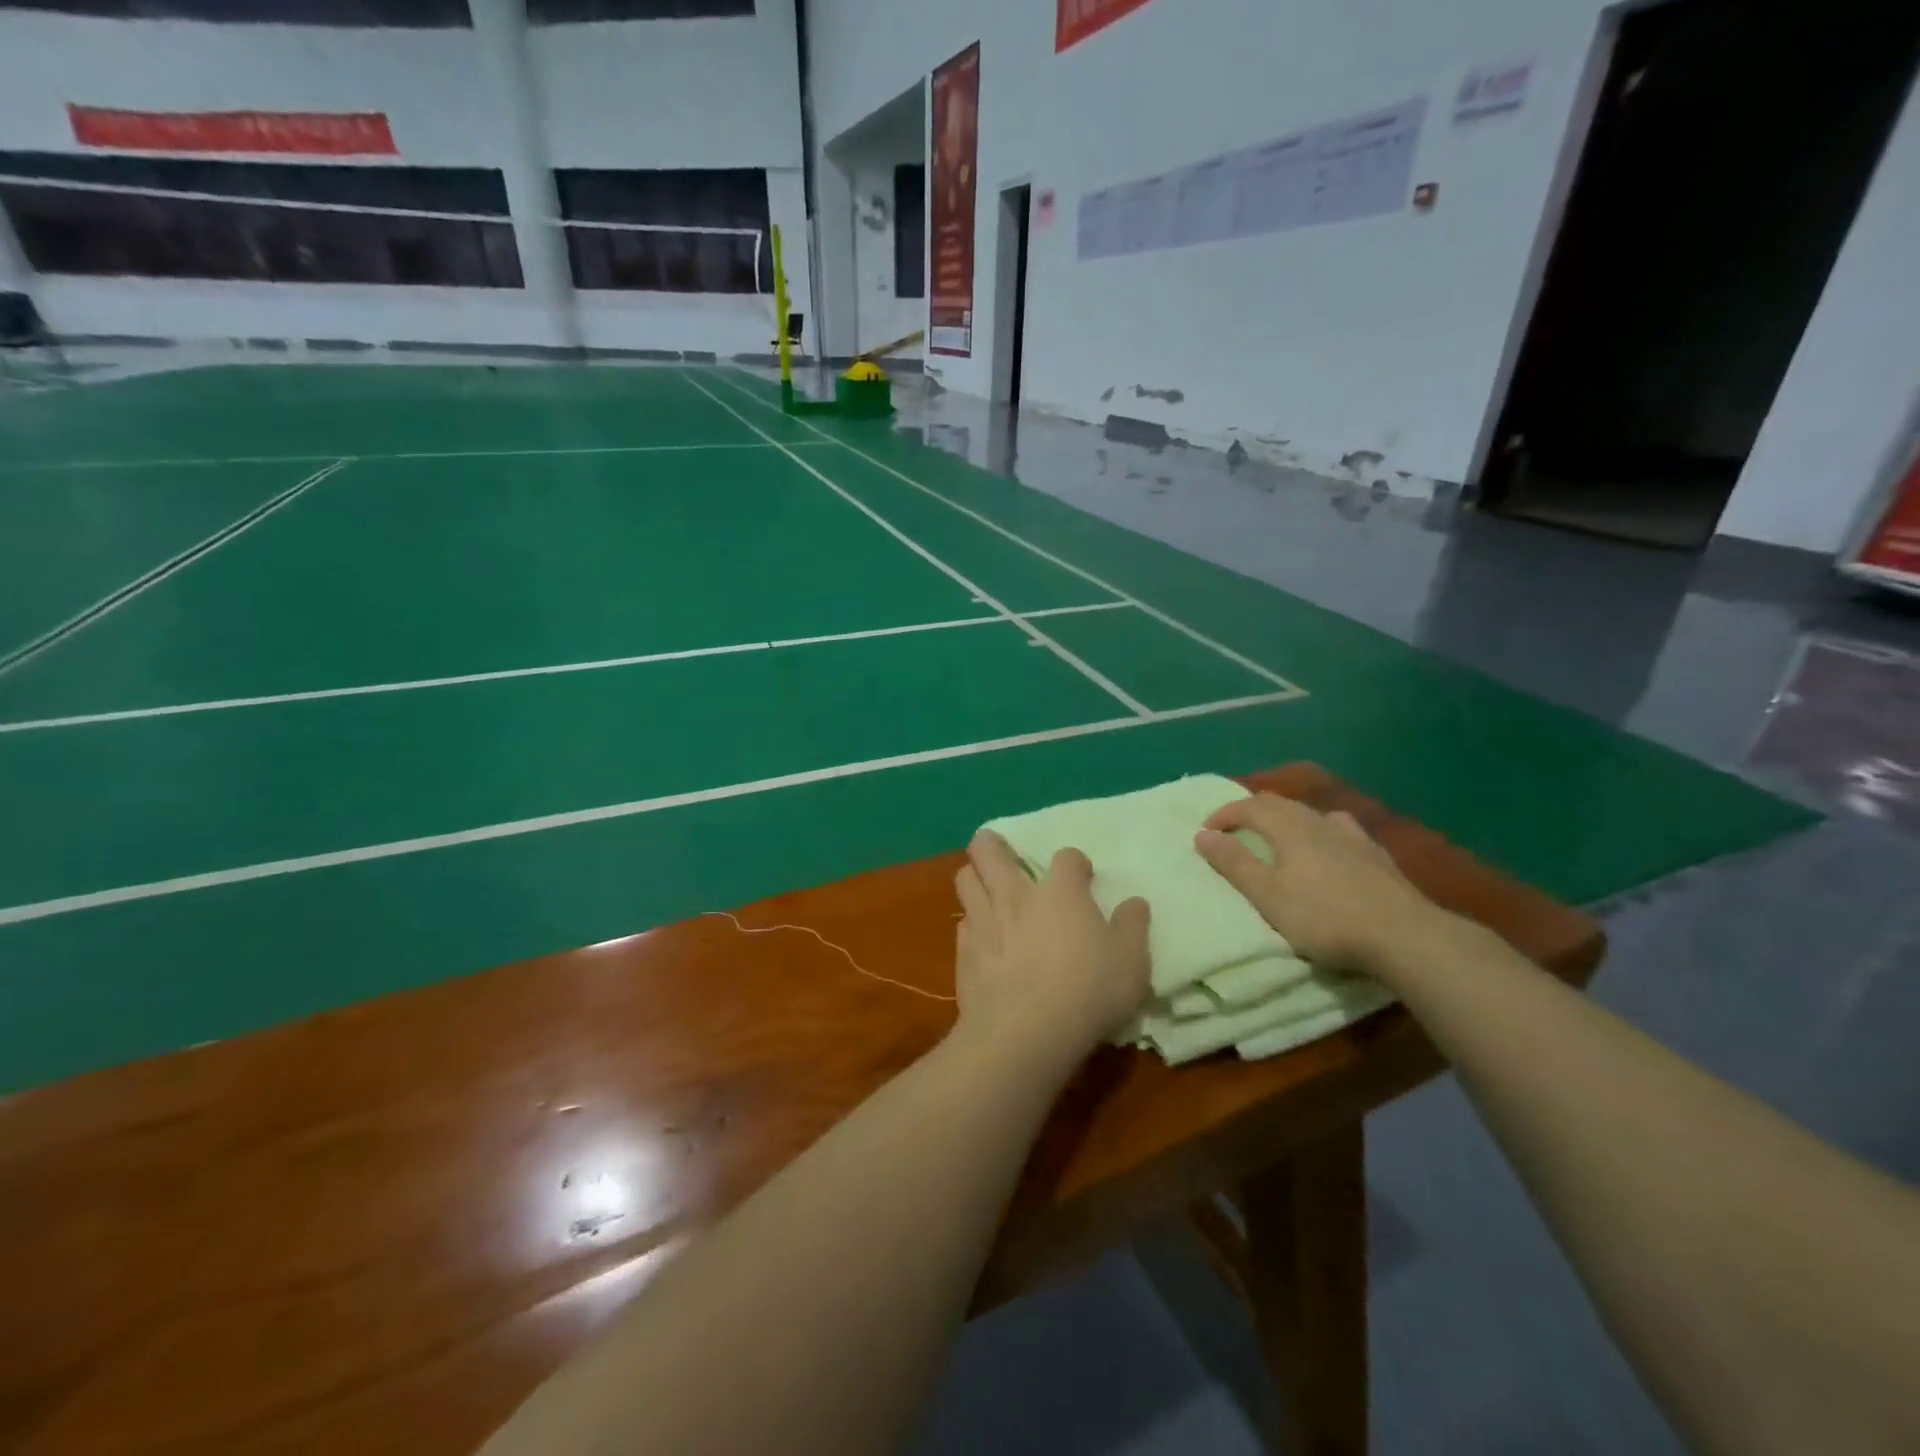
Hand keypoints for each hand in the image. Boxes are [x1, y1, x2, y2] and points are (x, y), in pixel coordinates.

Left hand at [953, 831, 1150, 1068]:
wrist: (1025, 1032)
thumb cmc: (1088, 990)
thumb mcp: (1131, 961)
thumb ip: (1133, 926)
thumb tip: (1134, 902)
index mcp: (1060, 892)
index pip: (1066, 857)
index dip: (1075, 863)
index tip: (1082, 875)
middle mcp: (1016, 896)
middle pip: (988, 851)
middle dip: (991, 843)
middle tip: (999, 849)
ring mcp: (984, 921)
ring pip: (964, 879)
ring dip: (973, 876)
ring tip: (984, 887)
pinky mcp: (963, 952)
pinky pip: (962, 923)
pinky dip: (971, 923)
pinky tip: (981, 937)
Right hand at [1195, 794, 1456, 982]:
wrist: (1405, 936)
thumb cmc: (1326, 917)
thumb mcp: (1268, 896)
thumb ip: (1234, 863)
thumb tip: (1201, 834)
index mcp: (1290, 828)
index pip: (1250, 807)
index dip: (1224, 814)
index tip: (1206, 831)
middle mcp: (1319, 822)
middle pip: (1281, 803)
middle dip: (1252, 811)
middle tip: (1235, 829)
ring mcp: (1353, 836)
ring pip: (1312, 813)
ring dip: (1287, 818)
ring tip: (1279, 835)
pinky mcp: (1377, 855)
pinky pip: (1340, 829)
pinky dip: (1321, 830)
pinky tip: (1330, 845)